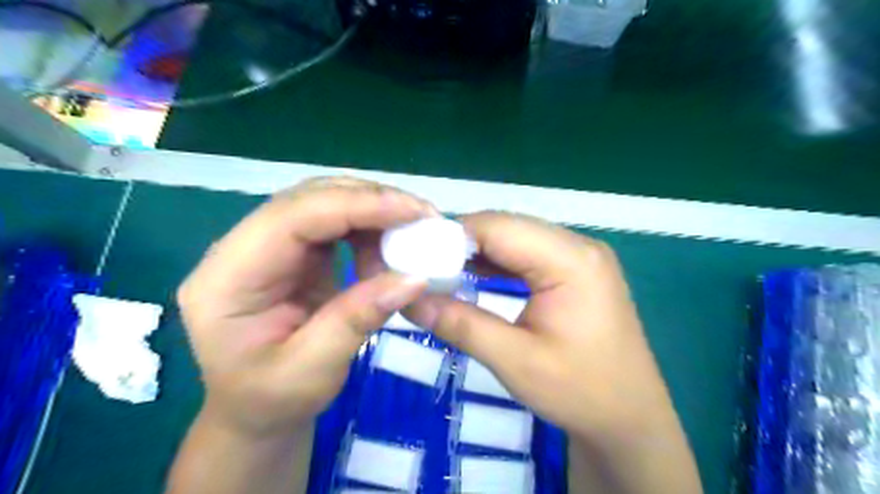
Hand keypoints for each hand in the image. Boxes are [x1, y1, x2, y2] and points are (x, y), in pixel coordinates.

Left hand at [179, 178, 434, 435]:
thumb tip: (415, 278)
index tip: (413, 211)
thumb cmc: (271, 401)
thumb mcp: (312, 372)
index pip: (293, 218)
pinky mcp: (292, 253)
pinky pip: (333, 224)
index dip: (356, 206)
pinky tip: (387, 251)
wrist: (253, 412)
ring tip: (409, 238)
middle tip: (422, 217)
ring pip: (324, 203)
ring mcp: (268, 247)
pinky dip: (368, 229)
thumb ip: (358, 319)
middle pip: (309, 199)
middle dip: (370, 201)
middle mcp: (241, 250)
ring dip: (372, 212)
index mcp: (228, 279)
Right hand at [405, 212, 701, 493]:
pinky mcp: (575, 270)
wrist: (630, 419)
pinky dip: (498, 262)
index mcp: (571, 260)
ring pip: (515, 238)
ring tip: (441, 271)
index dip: (453, 236)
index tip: (416, 256)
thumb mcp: (515, 361)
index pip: (498, 227)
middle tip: (424, 267)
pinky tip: (474, 275)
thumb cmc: (580, 392)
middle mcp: (578, 246)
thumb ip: (461, 324)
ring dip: (478, 252)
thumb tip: (409, 300)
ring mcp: (579, 256)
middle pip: (507, 227)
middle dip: (463, 244)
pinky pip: (528, 254)